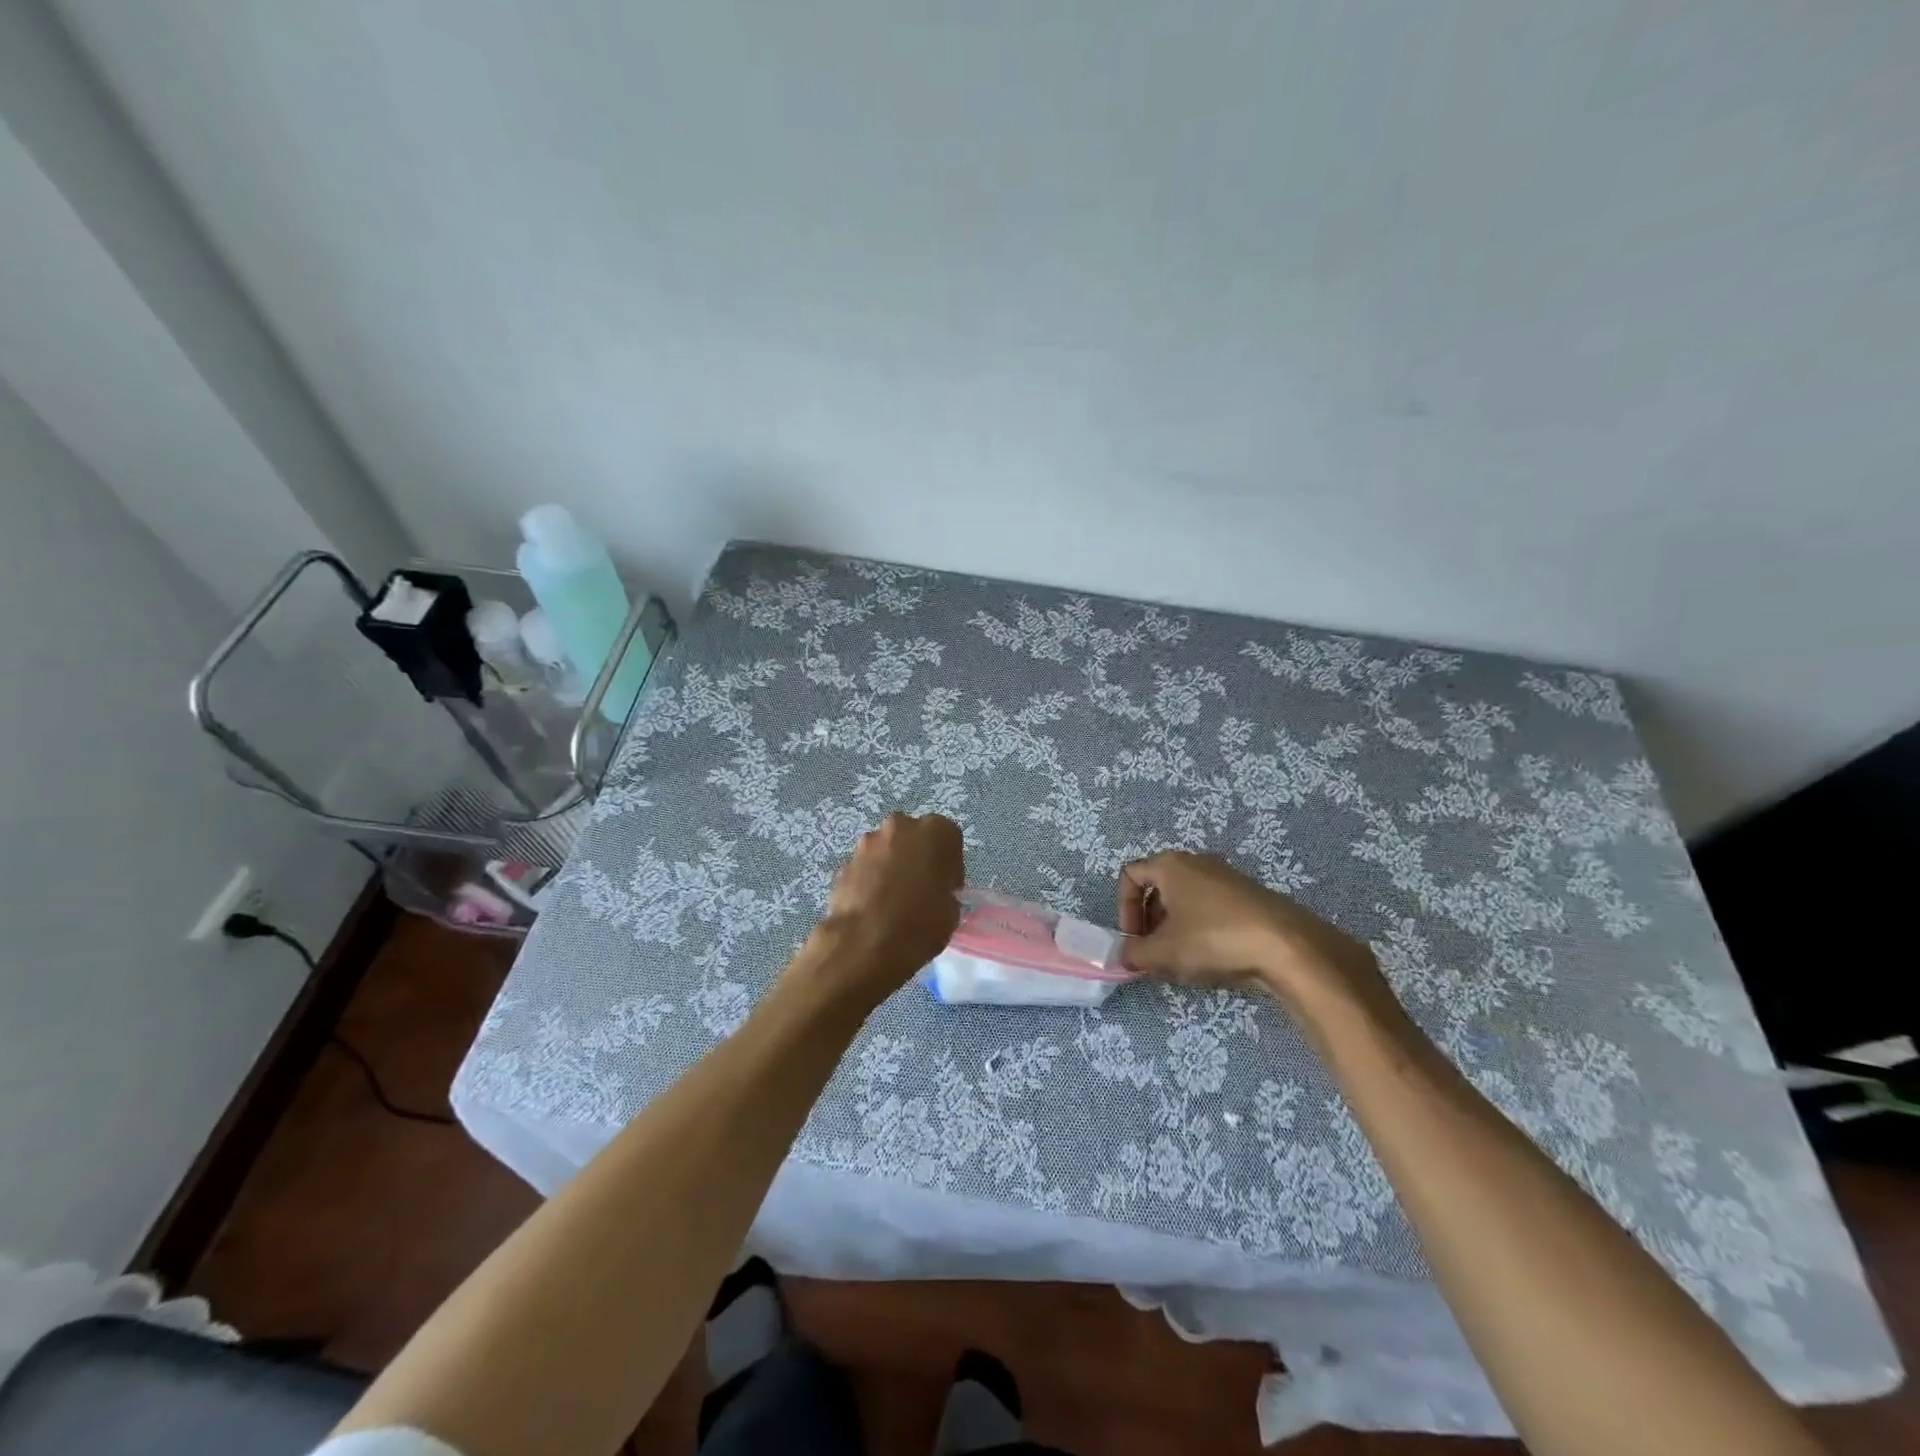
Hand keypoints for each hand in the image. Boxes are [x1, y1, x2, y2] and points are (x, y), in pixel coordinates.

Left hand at [803, 813, 964, 1008]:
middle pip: (914, 837)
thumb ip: (945, 891)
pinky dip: (870, 880)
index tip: (946, 887)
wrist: (865, 943)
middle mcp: (901, 826)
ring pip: (887, 850)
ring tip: (892, 901)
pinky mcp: (846, 862)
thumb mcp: (951, 912)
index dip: (949, 865)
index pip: (949, 840)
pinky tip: (872, 907)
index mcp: (936, 832)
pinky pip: (866, 867)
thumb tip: (934, 893)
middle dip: (917, 858)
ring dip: (891, 866)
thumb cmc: (920, 924)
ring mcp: (869, 842)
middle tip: (920, 889)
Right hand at [1117, 850, 1392, 1016]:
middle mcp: (1197, 862)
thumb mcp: (1163, 952)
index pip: (1130, 876)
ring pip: (1186, 901)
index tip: (1133, 939)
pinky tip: (1211, 959)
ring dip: (1174, 929)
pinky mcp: (1249, 898)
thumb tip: (1123, 956)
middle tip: (1152, 953)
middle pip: (1158, 888)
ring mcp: (1226, 878)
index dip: (1123, 909)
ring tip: (1181, 961)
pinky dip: (1201, 930)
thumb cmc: (1213, 938)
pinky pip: (1211, 909)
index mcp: (1170, 864)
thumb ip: (1134, 954)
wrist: (1286, 946)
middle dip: (1149, 922)